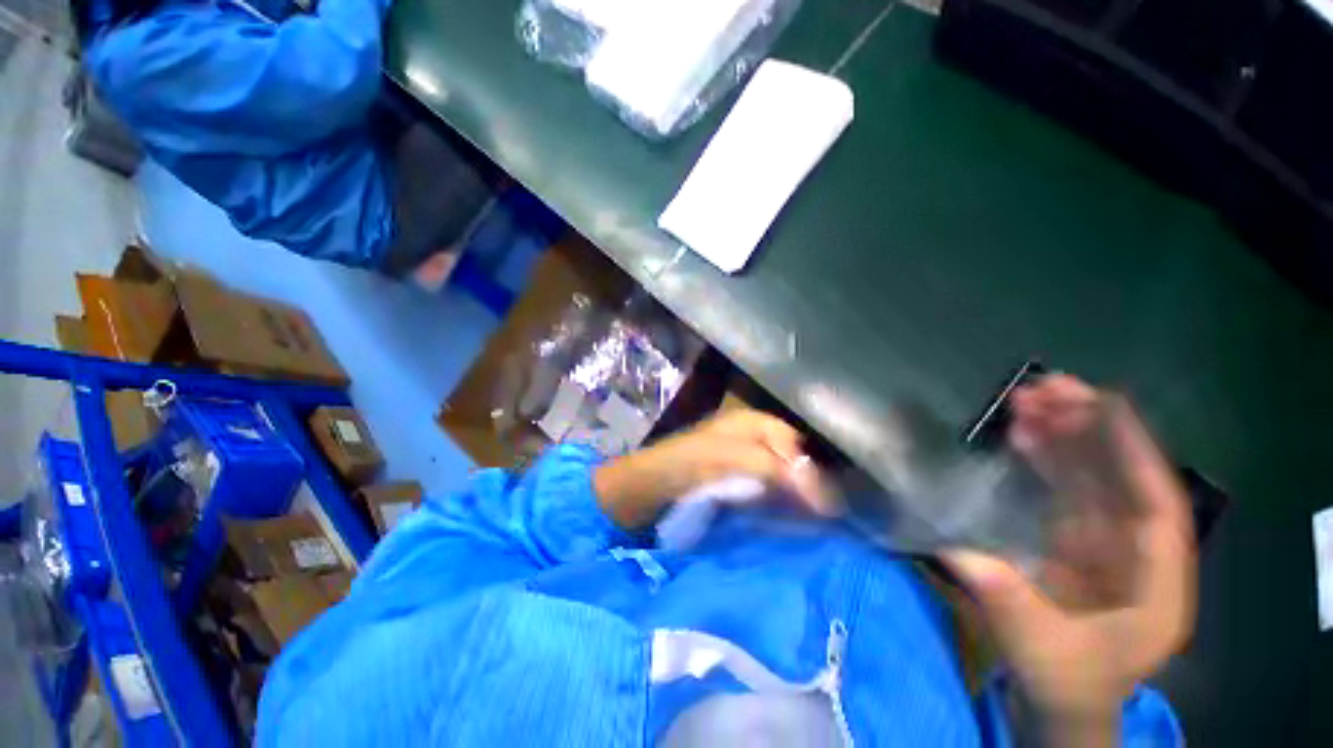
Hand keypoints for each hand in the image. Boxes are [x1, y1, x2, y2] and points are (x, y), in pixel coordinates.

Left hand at [594, 409, 832, 530]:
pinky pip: (766, 491)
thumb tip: (821, 492)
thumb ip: (773, 468)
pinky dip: (778, 505)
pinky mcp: (735, 480)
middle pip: (791, 459)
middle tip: (822, 518)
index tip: (824, 507)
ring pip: (781, 476)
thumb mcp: (731, 458)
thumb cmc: (688, 463)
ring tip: (810, 524)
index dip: (810, 472)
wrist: (649, 485)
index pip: (795, 444)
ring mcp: (744, 459)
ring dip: (794, 498)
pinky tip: (784, 521)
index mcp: (753, 422)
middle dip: (806, 486)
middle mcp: (753, 436)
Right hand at [943, 376, 1196, 744]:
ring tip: (1028, 401)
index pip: (1156, 506)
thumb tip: (957, 547)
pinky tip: (1022, 435)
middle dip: (1089, 431)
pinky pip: (1063, 491)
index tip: (1102, 405)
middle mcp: (1136, 553)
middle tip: (1047, 389)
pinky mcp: (1072, 540)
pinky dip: (1044, 460)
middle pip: (1121, 480)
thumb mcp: (1040, 650)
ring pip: (1091, 478)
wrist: (1061, 704)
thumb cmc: (1067, 683)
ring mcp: (1103, 543)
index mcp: (1154, 585)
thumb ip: (1006, 598)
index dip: (1134, 452)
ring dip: (1063, 437)